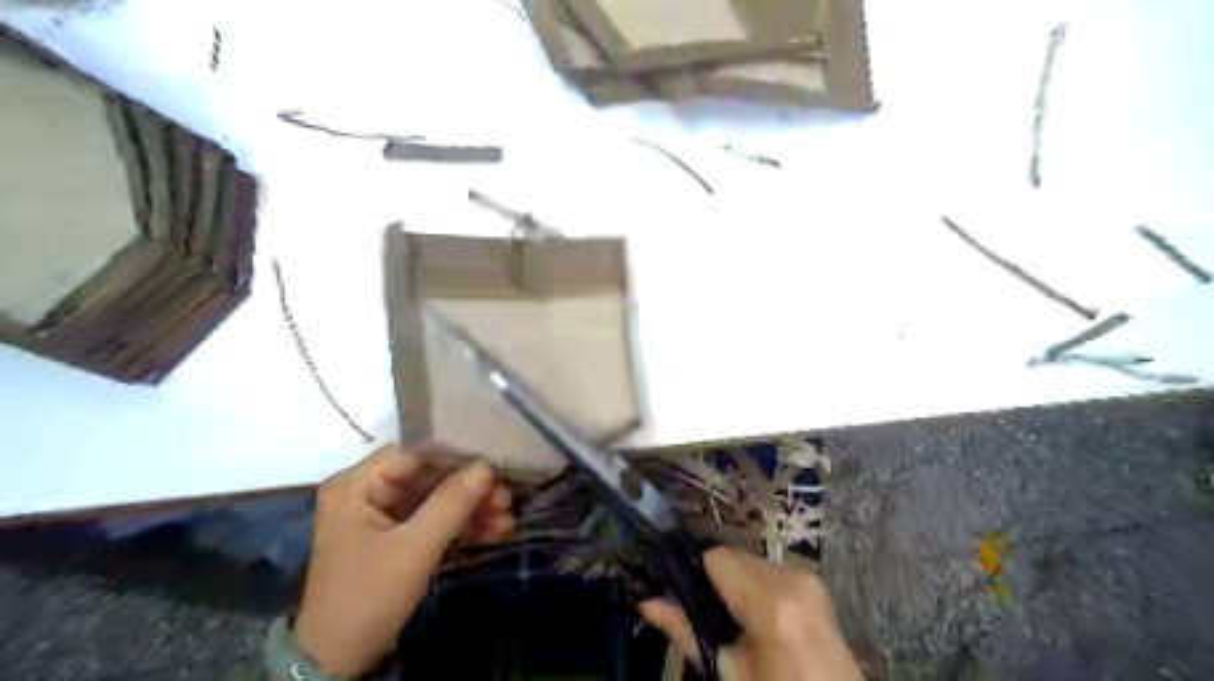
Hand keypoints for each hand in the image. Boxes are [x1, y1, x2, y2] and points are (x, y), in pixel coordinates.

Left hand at [298, 441, 514, 675]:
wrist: (338, 660)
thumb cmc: (368, 597)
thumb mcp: (414, 549)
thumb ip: (451, 503)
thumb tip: (488, 466)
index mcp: (356, 484)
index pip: (415, 454)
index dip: (457, 459)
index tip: (496, 471)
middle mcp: (367, 490)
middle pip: (429, 475)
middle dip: (471, 488)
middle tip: (507, 500)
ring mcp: (381, 512)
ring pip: (437, 496)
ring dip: (472, 507)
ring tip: (507, 520)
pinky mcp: (396, 533)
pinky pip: (434, 517)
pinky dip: (462, 523)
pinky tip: (492, 530)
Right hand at [639, 548, 868, 679]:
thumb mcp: (730, 674)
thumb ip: (687, 632)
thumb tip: (646, 602)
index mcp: (772, 603)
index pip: (717, 556)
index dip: (694, 572)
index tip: (678, 593)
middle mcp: (793, 577)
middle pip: (734, 556)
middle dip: (714, 579)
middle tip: (702, 613)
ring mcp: (808, 578)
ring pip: (750, 561)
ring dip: (734, 582)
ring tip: (730, 620)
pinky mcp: (815, 583)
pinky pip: (770, 570)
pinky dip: (754, 585)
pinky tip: (752, 616)